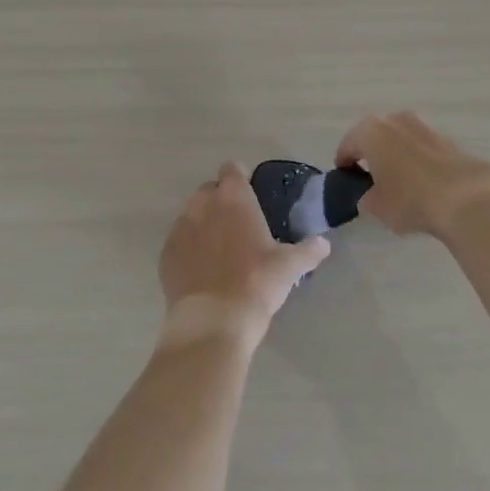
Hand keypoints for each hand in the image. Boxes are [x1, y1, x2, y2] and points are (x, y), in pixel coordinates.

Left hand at [157, 163, 330, 347]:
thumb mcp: (290, 266)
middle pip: (209, 190)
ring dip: (203, 223)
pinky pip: (178, 241)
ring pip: (191, 214)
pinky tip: (201, 270)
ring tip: (219, 249)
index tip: (250, 194)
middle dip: (221, 201)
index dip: (240, 178)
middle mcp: (203, 205)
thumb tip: (324, 243)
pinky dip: (188, 248)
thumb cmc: (257, 283)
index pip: (232, 169)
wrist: (214, 320)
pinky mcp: (166, 253)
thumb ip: (309, 250)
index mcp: (234, 198)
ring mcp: (180, 228)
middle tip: (238, 225)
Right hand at [335, 111, 489, 238]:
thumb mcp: (376, 207)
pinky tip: (420, 181)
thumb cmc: (409, 198)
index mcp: (370, 131)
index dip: (344, 163)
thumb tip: (370, 194)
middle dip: (371, 154)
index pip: (348, 146)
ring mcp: (423, 125)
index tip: (345, 178)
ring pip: (399, 139)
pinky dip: (416, 160)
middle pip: (375, 137)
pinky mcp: (446, 138)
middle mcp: (395, 120)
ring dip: (395, 154)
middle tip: (369, 177)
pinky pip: (421, 148)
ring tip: (396, 180)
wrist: (466, 196)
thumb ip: (366, 197)